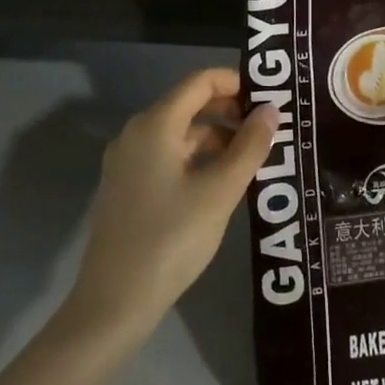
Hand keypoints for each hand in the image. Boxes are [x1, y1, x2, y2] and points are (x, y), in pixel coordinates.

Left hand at [66, 67, 276, 343]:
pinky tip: (222, 183)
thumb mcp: (220, 192)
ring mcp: (128, 162)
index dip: (236, 82)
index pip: (200, 81)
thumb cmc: (171, 239)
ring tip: (254, 159)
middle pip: (190, 105)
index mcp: (155, 124)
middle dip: (231, 111)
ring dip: (218, 138)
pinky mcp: (127, 187)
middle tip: (269, 129)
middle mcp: (137, 133)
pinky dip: (198, 159)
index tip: (270, 98)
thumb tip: (271, 111)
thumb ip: (249, 147)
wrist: (113, 303)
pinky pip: (169, 157)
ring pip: (181, 134)